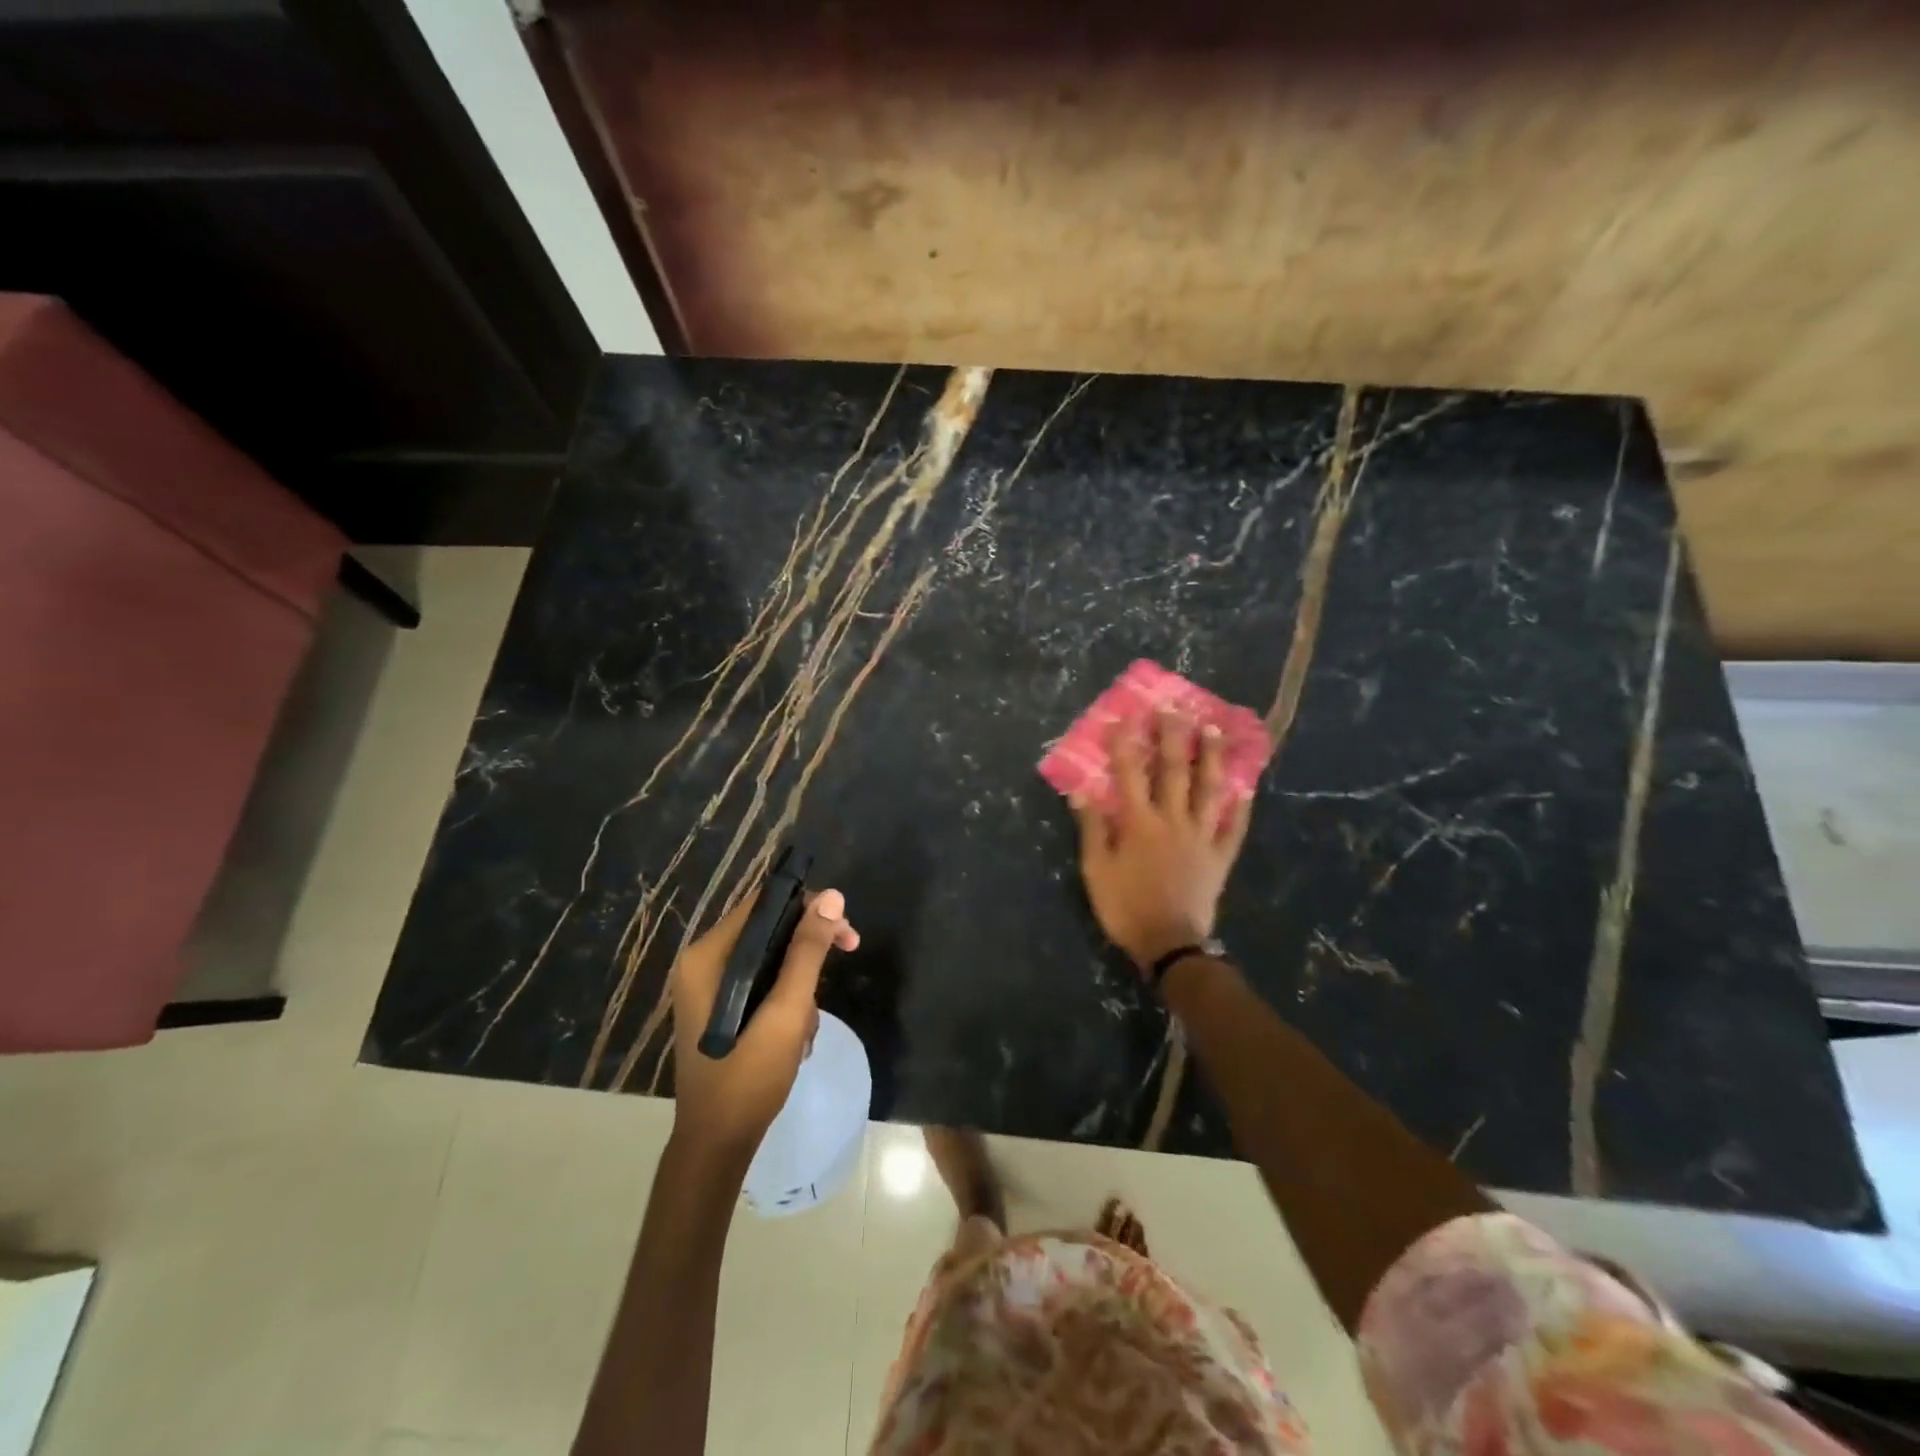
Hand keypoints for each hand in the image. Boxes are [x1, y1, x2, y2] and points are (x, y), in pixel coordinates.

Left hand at [668, 885, 859, 1164]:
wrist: (717, 1144)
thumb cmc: (749, 1076)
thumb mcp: (786, 1010)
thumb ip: (807, 951)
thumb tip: (832, 896)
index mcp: (708, 956)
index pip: (763, 904)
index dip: (807, 906)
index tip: (843, 926)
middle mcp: (704, 964)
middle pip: (768, 929)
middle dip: (810, 947)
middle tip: (850, 950)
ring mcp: (710, 989)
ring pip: (770, 958)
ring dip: (801, 983)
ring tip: (808, 1024)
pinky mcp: (722, 1009)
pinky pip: (763, 984)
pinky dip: (787, 1000)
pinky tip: (798, 1034)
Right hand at [1072, 708, 1253, 971]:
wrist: (1169, 944)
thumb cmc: (1125, 906)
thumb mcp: (1095, 869)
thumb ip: (1091, 828)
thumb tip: (1081, 791)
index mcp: (1139, 822)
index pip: (1130, 772)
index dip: (1125, 742)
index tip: (1124, 715)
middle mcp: (1173, 820)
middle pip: (1174, 770)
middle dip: (1173, 736)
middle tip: (1175, 708)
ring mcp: (1201, 836)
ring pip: (1209, 789)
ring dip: (1211, 758)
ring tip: (1213, 730)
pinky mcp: (1220, 856)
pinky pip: (1233, 826)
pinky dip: (1239, 805)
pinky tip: (1245, 786)